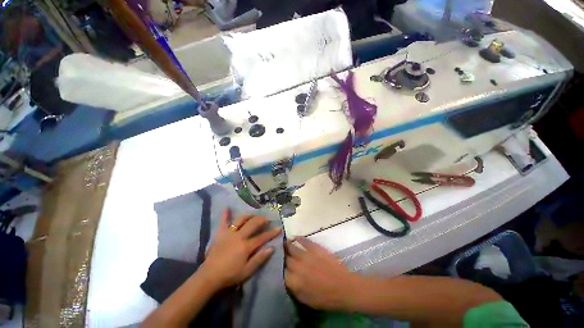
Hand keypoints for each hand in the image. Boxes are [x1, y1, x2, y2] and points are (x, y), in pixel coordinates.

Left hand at [199, 209, 280, 289]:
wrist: (209, 277)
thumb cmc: (230, 275)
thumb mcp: (247, 271)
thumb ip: (260, 258)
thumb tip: (272, 248)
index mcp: (246, 246)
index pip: (262, 237)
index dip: (271, 233)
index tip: (279, 228)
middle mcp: (239, 236)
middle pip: (253, 224)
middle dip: (261, 220)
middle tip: (267, 218)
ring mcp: (229, 233)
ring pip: (241, 220)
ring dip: (248, 215)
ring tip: (253, 214)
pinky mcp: (220, 234)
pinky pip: (223, 222)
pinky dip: (225, 215)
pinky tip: (227, 208)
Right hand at [285, 237, 361, 311]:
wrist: (343, 286)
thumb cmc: (325, 298)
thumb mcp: (306, 299)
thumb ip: (293, 288)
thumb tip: (287, 279)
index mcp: (293, 281)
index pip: (281, 272)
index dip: (280, 269)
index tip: (281, 267)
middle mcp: (296, 266)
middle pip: (285, 258)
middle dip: (282, 256)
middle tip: (281, 254)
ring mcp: (305, 254)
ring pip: (291, 247)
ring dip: (287, 245)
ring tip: (284, 243)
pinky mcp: (314, 247)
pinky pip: (303, 240)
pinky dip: (298, 238)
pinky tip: (295, 237)